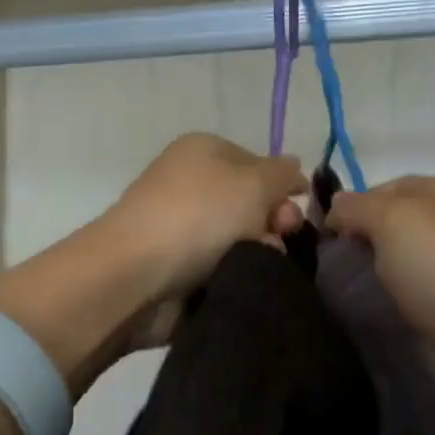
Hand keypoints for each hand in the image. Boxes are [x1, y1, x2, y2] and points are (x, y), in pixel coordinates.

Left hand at [103, 133, 307, 346]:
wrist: (136, 275)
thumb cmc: (198, 216)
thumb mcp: (253, 182)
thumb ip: (282, 173)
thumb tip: (293, 167)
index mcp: (204, 151)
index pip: (260, 163)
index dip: (284, 186)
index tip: (298, 208)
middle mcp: (191, 183)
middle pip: (252, 204)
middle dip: (273, 222)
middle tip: (278, 239)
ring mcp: (182, 227)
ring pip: (240, 239)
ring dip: (257, 253)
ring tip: (258, 266)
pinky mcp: (177, 266)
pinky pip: (221, 267)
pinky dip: (234, 275)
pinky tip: (242, 283)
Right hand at [327, 176, 434, 434]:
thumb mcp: (394, 222)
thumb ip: (357, 208)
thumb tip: (336, 209)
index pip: (379, 190)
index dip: (346, 213)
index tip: (318, 248)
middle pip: (392, 231)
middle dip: (361, 253)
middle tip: (331, 284)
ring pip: (406, 269)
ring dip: (381, 287)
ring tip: (353, 310)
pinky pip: (423, 302)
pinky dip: (404, 312)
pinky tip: (388, 326)